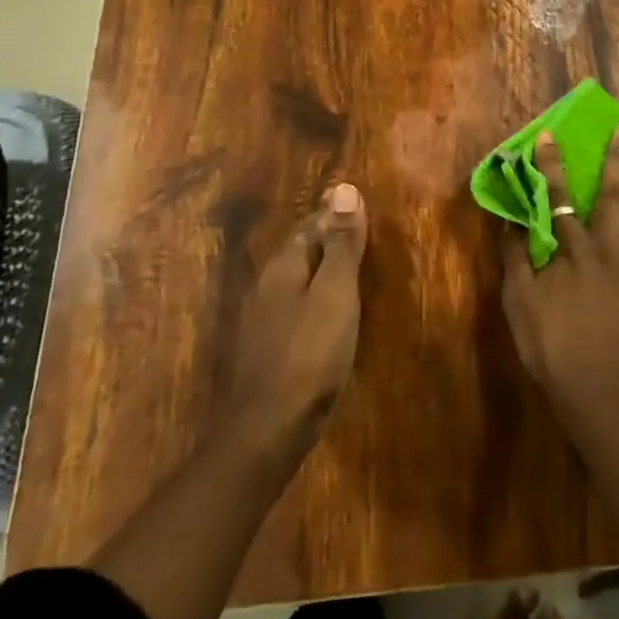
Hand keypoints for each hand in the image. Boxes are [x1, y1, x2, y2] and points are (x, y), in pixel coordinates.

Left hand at [215, 181, 369, 456]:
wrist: (267, 431)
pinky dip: (311, 301)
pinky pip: (291, 310)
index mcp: (283, 267)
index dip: (334, 216)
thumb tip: (344, 188)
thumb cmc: (310, 354)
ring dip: (317, 272)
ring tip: (346, 273)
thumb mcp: (336, 293)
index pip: (310, 226)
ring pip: (293, 282)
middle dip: (324, 241)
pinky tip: (324, 316)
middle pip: (298, 252)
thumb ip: (341, 244)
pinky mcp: (263, 352)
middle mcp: (265, 286)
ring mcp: (260, 321)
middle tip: (357, 237)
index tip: (358, 209)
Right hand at [502, 127, 618, 431]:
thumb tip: (512, 221)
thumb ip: (515, 259)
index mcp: (572, 248)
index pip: (557, 197)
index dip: (552, 165)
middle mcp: (609, 247)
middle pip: (613, 195)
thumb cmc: (553, 347)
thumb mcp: (519, 304)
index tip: (550, 135)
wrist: (602, 391)